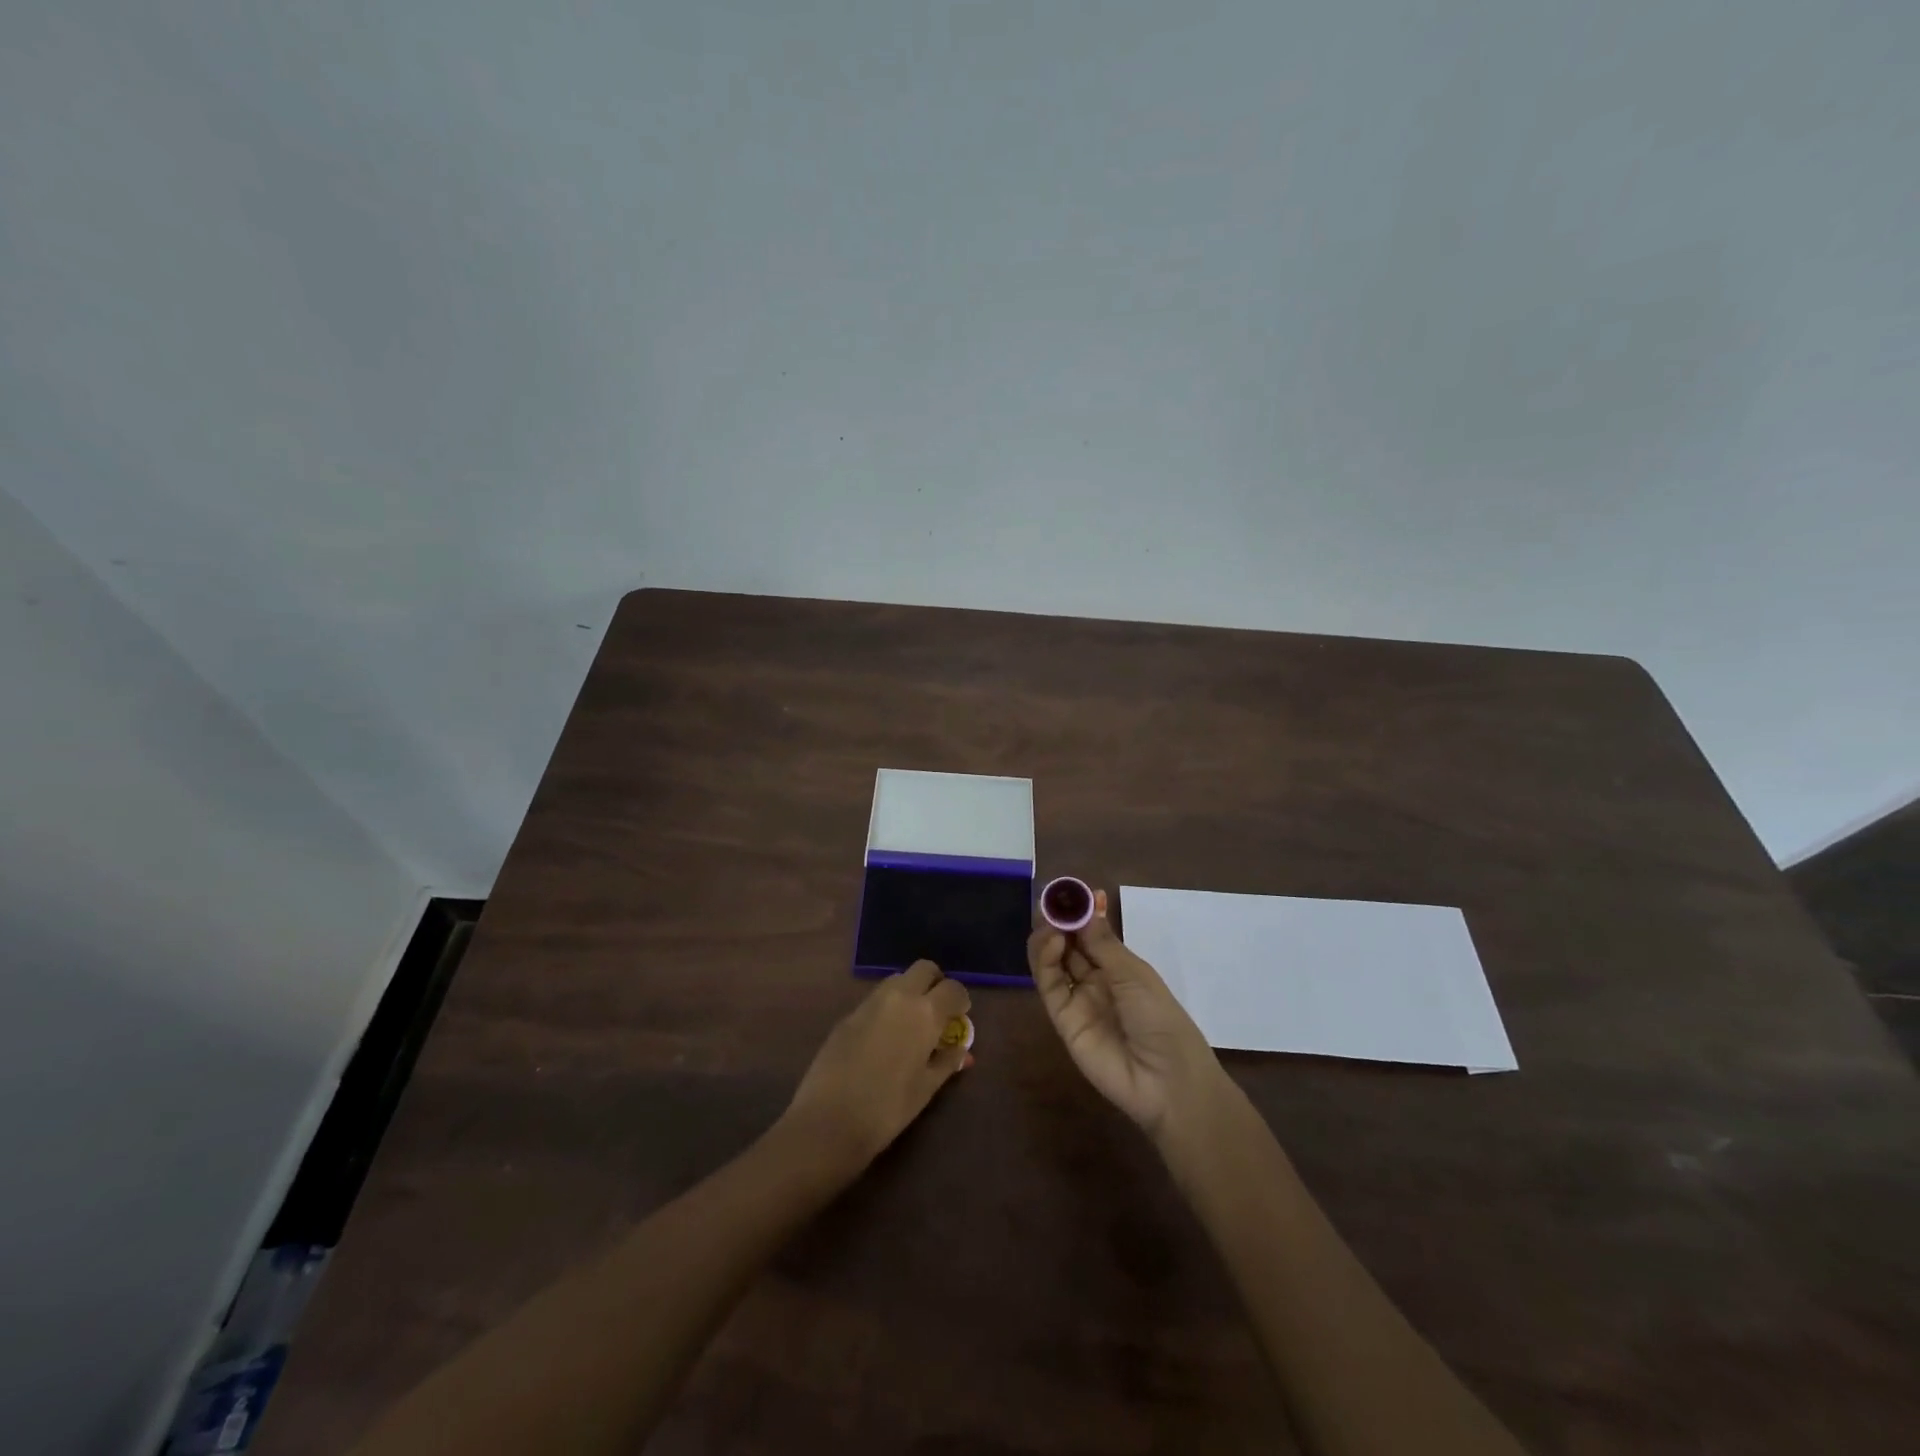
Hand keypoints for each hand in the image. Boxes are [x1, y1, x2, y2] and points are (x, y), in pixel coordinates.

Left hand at [782, 961, 972, 1170]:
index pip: (953, 988)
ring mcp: (869, 1002)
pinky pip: (876, 999)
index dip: (961, 1000)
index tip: (960, 1017)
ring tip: (911, 1024)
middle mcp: (898, 997)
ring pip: (898, 979)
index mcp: (925, 1013)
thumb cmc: (888, 1108)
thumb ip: (947, 1062)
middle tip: (938, 1010)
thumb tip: (962, 1051)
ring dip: (910, 991)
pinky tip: (883, 1038)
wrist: (829, 1120)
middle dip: (935, 983)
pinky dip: (887, 1007)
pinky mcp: (847, 1015)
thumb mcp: (926, 1088)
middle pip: (924, 969)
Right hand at [1028, 892, 1226, 1143]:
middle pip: (1069, 945)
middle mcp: (1096, 980)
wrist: (1167, 1081)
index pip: (1092, 934)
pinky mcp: (1063, 1020)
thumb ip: (1103, 943)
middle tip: (1051, 903)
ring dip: (1048, 938)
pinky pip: (1050, 986)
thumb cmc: (1161, 1019)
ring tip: (1050, 923)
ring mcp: (1078, 1000)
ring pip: (1053, 963)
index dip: (1080, 914)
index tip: (1068, 892)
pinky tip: (1052, 943)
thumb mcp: (1135, 975)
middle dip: (1059, 922)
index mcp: (1120, 968)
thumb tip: (1088, 905)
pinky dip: (1045, 962)